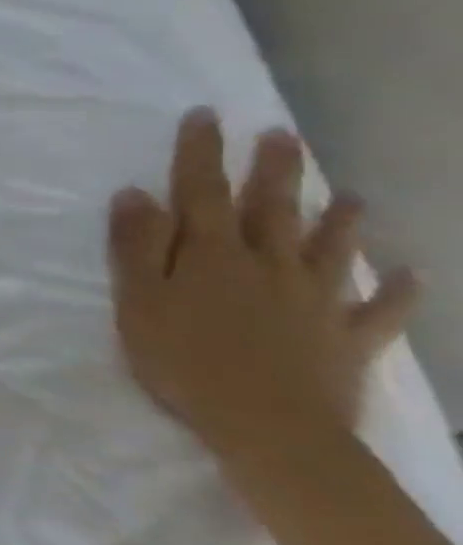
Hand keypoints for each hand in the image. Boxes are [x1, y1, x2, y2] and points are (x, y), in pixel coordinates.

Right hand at [107, 109, 418, 472]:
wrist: (269, 429)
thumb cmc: (184, 361)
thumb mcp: (138, 302)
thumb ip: (135, 247)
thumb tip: (134, 194)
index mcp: (211, 255)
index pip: (201, 190)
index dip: (200, 152)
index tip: (205, 115)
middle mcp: (267, 265)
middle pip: (271, 208)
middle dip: (273, 170)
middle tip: (281, 135)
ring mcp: (315, 300)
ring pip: (330, 249)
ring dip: (340, 220)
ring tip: (349, 194)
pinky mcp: (346, 339)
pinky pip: (379, 311)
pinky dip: (397, 292)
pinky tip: (411, 276)